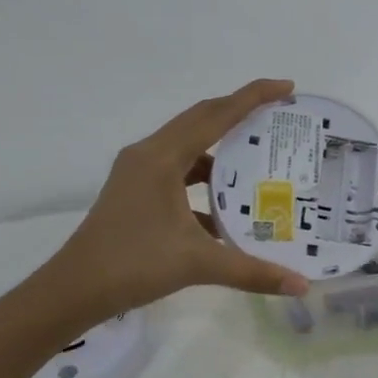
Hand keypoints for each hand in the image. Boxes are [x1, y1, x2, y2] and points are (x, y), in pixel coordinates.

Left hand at [41, 79, 311, 323]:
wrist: (74, 290)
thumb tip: (302, 285)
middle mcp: (149, 154)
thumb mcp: (198, 263)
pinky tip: (224, 209)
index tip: (287, 87)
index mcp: (163, 157)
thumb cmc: (134, 265)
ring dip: (221, 151)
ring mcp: (138, 172)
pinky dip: (202, 180)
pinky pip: (177, 172)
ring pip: (188, 147)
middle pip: (201, 120)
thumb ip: (253, 272)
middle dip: (240, 114)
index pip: (216, 114)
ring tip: (257, 161)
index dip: (253, 97)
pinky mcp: (134, 191)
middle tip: (279, 117)